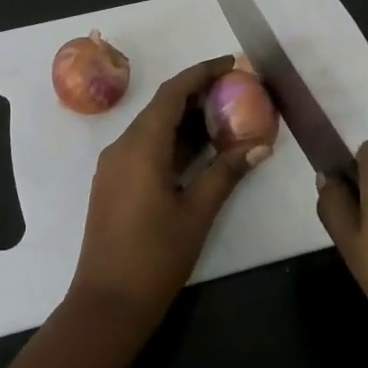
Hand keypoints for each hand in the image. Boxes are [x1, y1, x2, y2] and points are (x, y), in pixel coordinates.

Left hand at [70, 56, 269, 329]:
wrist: (107, 304)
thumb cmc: (155, 256)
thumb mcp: (197, 212)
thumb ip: (227, 172)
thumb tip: (260, 145)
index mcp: (141, 146)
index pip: (173, 93)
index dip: (202, 73)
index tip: (232, 63)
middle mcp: (122, 146)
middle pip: (162, 106)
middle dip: (197, 94)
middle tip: (236, 89)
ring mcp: (114, 165)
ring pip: (153, 127)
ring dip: (186, 118)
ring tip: (226, 114)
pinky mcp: (114, 182)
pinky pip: (145, 147)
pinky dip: (173, 140)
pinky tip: (200, 148)